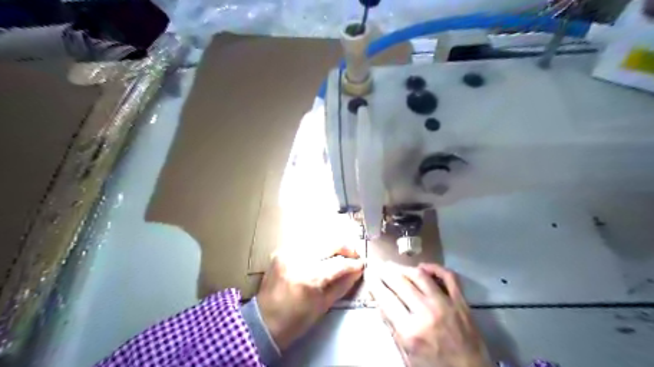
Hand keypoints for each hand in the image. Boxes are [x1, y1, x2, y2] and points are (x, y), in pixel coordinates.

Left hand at [257, 244, 366, 349]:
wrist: (263, 322)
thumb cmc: (296, 321)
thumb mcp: (323, 306)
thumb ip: (342, 285)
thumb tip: (357, 271)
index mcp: (309, 277)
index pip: (339, 263)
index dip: (353, 263)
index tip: (362, 263)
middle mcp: (298, 259)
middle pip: (329, 243)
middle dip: (345, 247)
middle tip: (354, 255)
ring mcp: (288, 252)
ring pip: (318, 240)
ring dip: (331, 246)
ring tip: (339, 255)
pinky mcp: (281, 251)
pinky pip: (305, 244)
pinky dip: (317, 248)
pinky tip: (321, 256)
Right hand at [367, 262, 490, 365]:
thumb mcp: (407, 354)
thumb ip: (392, 327)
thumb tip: (380, 302)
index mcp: (410, 330)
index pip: (385, 298)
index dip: (374, 283)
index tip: (369, 273)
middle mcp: (426, 312)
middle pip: (400, 282)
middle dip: (386, 271)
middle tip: (379, 266)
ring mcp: (445, 304)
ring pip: (420, 275)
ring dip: (404, 268)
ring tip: (395, 266)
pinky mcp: (461, 302)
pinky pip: (448, 276)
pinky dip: (435, 268)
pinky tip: (424, 267)